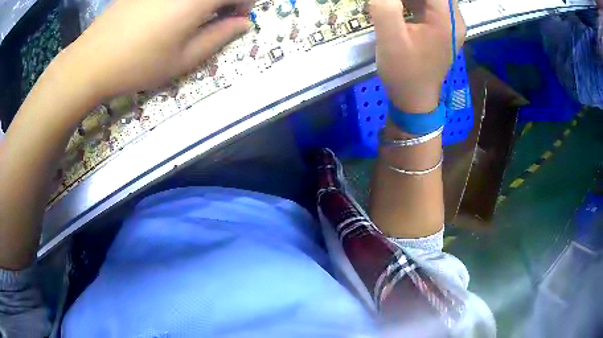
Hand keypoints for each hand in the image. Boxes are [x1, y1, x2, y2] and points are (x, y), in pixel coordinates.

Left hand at [58, 0, 252, 100]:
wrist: (91, 61)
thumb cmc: (139, 64)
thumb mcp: (183, 59)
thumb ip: (219, 37)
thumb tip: (242, 23)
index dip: (244, 4)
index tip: (235, 20)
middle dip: (224, 1)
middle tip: (214, 19)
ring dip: (202, 1)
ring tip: (189, 18)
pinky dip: (181, 1)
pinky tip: (166, 13)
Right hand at [370, 0, 465, 112]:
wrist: (414, 99)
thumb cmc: (404, 72)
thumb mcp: (390, 38)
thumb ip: (385, 6)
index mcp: (447, 20)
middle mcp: (454, 19)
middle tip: (392, 2)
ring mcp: (450, 24)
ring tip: (394, 4)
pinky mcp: (442, 28)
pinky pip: (430, 4)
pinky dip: (413, 0)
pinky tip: (398, 5)